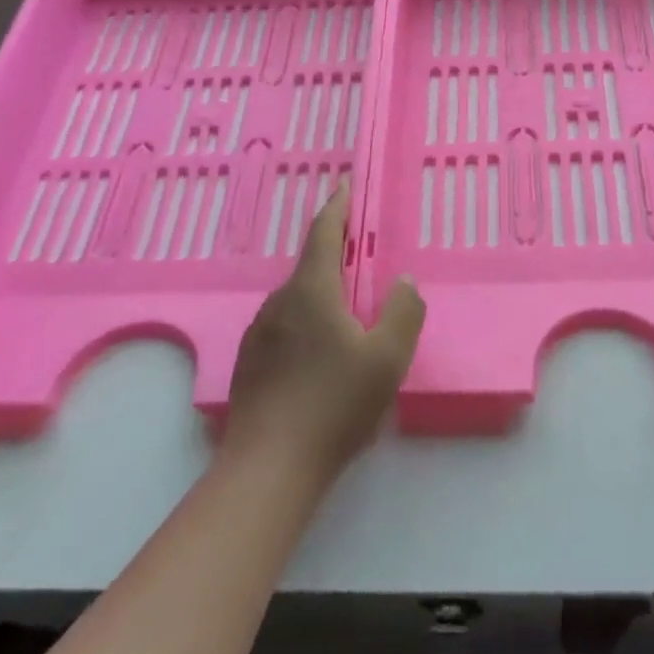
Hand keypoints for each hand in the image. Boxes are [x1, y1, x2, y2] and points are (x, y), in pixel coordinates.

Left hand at [224, 184, 423, 482]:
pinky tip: (320, 354)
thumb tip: (403, 281)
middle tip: (362, 258)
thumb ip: (403, 312)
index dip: (338, 206)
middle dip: (335, 254)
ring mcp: (259, 334)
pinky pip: (284, 326)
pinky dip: (306, 322)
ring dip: (322, 293)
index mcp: (311, 291)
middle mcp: (279, 303)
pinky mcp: (250, 364)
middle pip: (310, 266)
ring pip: (296, 299)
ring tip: (347, 312)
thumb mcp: (387, 359)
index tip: (345, 184)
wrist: (268, 469)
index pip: (324, 234)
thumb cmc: (334, 406)